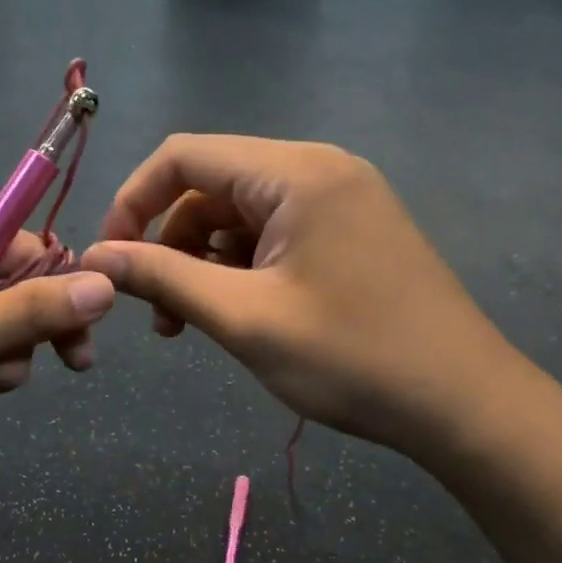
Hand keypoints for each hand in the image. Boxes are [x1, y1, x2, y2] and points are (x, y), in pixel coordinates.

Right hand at [80, 135, 517, 464]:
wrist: (465, 405)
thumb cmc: (352, 359)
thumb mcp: (243, 318)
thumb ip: (162, 277)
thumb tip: (96, 257)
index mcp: (295, 172)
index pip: (183, 156)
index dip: (133, 201)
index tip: (111, 258)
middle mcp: (318, 169)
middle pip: (211, 185)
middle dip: (171, 242)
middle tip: (158, 312)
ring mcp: (341, 199)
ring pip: (239, 214)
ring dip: (203, 261)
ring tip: (192, 323)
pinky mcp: (351, 230)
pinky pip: (274, 233)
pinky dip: (241, 267)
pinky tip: (238, 313)